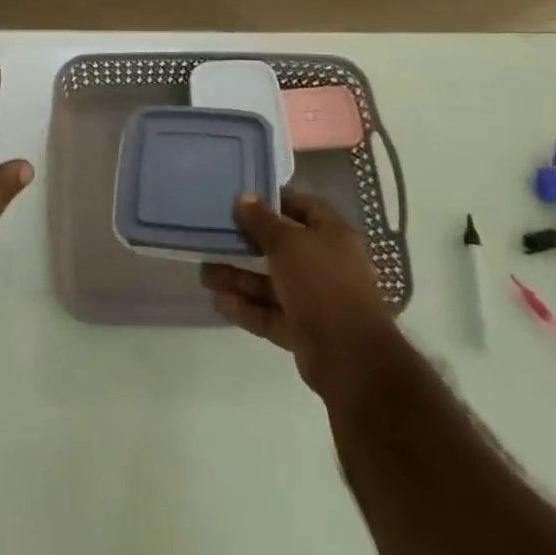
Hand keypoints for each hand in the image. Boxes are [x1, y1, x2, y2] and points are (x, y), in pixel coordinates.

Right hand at [201, 188, 397, 397]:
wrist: (350, 357)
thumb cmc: (322, 283)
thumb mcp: (288, 243)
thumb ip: (262, 221)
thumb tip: (243, 197)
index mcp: (332, 236)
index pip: (305, 207)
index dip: (277, 201)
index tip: (245, 200)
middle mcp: (326, 264)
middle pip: (282, 248)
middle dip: (247, 244)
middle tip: (214, 238)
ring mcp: (315, 300)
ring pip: (272, 283)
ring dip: (240, 278)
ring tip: (204, 273)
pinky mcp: (304, 330)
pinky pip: (270, 313)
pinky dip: (247, 307)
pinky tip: (219, 301)